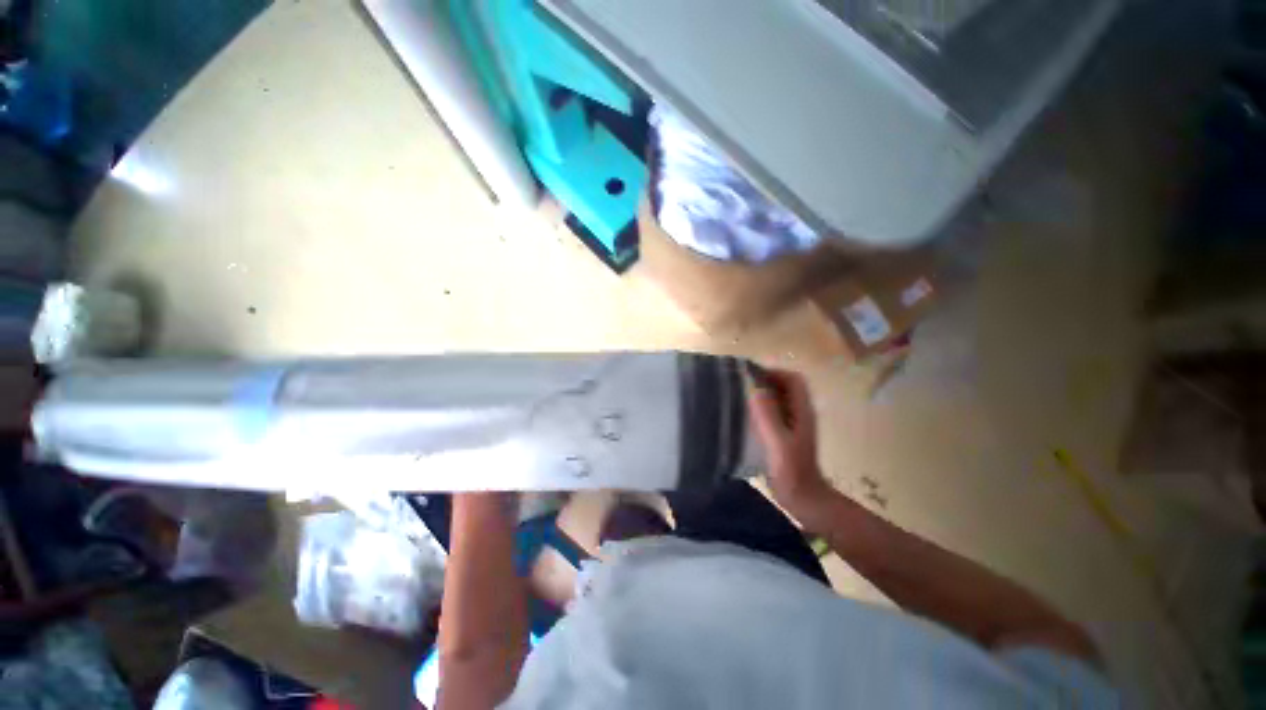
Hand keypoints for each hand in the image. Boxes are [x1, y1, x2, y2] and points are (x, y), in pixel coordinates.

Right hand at [746, 368, 832, 525]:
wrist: (802, 499)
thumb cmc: (791, 470)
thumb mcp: (777, 441)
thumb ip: (768, 414)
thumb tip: (755, 387)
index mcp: (802, 411)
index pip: (793, 380)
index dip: (774, 373)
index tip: (751, 376)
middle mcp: (800, 414)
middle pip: (785, 387)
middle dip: (765, 381)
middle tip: (741, 385)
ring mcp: (793, 425)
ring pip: (779, 400)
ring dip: (762, 395)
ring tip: (739, 397)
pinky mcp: (785, 435)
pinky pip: (773, 413)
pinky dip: (760, 409)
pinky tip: (745, 417)